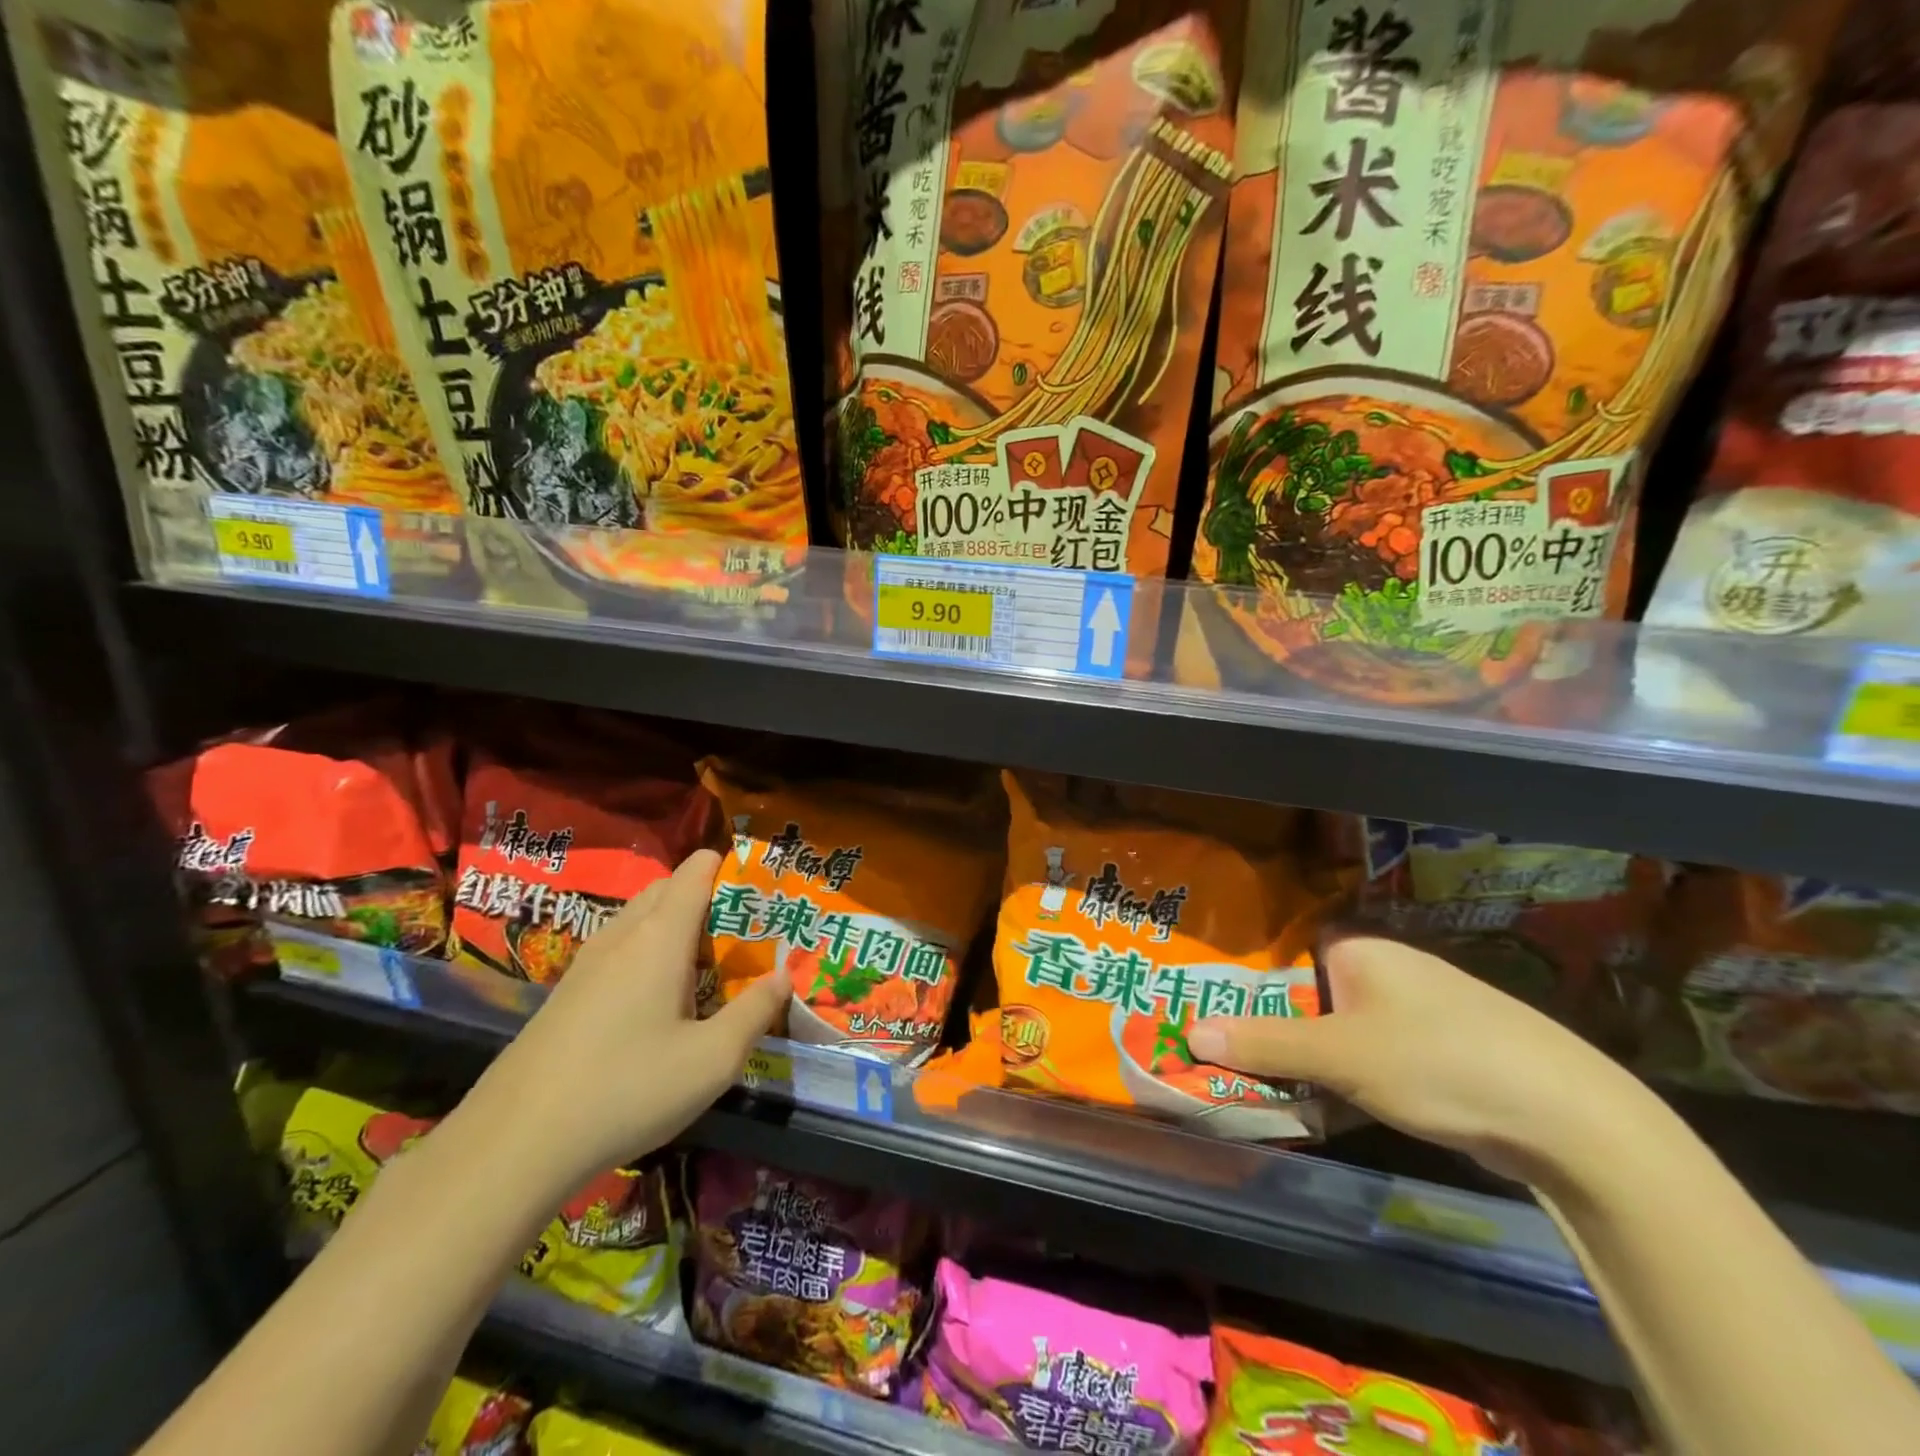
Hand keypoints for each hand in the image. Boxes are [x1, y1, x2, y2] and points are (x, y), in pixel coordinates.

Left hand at [462, 850, 788, 1191]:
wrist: (513, 1143)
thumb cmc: (627, 1089)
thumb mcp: (713, 1060)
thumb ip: (757, 1012)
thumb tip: (785, 976)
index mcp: (660, 935)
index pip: (697, 869)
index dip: (732, 869)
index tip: (761, 898)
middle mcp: (622, 934)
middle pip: (667, 887)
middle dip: (707, 899)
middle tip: (739, 940)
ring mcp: (587, 962)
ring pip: (639, 919)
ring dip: (674, 927)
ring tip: (703, 972)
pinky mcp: (566, 993)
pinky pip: (617, 949)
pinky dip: (646, 955)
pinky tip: (655, 1006)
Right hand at [1185, 934, 1658, 1187]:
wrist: (1574, 1123)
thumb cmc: (1440, 1062)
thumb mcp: (1340, 1055)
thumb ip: (1264, 1044)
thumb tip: (1189, 1032)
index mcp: (1362, 953)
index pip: (1284, 960)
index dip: (1245, 988)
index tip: (1208, 1015)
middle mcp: (1389, 975)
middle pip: (1308, 1002)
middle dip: (1270, 1034)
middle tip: (1223, 1059)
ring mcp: (1420, 1018)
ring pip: (1339, 1038)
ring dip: (1306, 1065)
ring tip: (1260, 1090)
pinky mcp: (1443, 1060)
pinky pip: (1373, 1064)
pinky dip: (1346, 1085)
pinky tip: (1322, 1111)